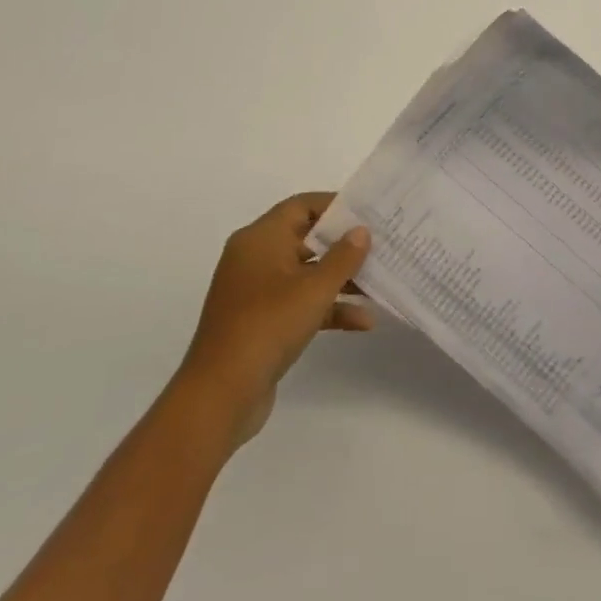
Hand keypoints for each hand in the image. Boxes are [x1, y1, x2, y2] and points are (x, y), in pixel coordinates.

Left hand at [180, 194, 371, 445]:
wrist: (221, 395)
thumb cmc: (268, 326)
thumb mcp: (314, 289)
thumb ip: (343, 257)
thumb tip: (360, 231)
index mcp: (260, 239)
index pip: (302, 206)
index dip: (335, 206)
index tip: (368, 212)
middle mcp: (255, 258)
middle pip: (306, 239)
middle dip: (343, 246)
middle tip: (380, 246)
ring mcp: (256, 292)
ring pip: (305, 274)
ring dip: (340, 280)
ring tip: (378, 284)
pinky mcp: (261, 322)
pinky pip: (299, 303)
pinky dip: (327, 308)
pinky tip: (362, 322)